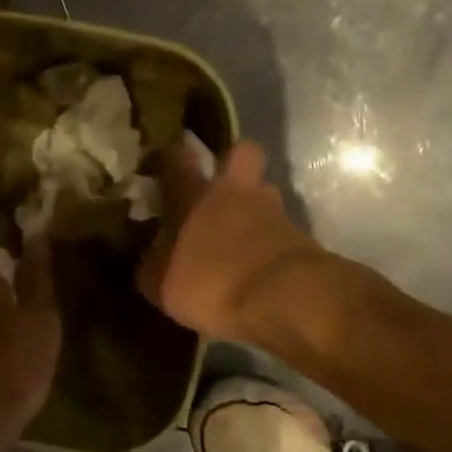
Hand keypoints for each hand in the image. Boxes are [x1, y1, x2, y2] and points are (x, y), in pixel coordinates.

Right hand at [137, 139, 327, 343]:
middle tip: (219, 186)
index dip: (168, 156)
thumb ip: (153, 266)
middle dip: (232, 161)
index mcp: (195, 195)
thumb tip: (151, 258)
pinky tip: (260, 265)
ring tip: (242, 234)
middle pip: (241, 152)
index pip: (176, 157)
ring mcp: (274, 210)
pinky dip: (270, 242)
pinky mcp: (301, 236)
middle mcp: (236, 191)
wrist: (286, 300)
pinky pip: (279, 230)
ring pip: (264, 192)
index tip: (161, 165)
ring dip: (254, 207)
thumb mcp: (163, 285)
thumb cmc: (213, 282)